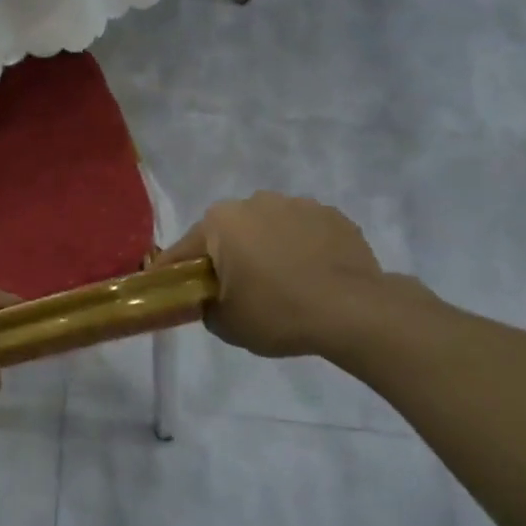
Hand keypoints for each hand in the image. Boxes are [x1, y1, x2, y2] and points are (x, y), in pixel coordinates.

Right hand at [155, 193, 407, 357]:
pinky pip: (304, 233)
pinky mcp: (333, 216)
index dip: (175, 273)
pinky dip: (302, 249)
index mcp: (220, 222)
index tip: (172, 290)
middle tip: (236, 291)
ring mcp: (298, 204)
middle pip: (228, 233)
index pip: (184, 250)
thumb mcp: (225, 324)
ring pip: (269, 229)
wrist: (354, 311)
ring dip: (267, 249)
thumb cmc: (277, 313)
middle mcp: (255, 201)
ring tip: (281, 284)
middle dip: (227, 256)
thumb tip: (211, 299)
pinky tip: (311, 277)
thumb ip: (206, 306)